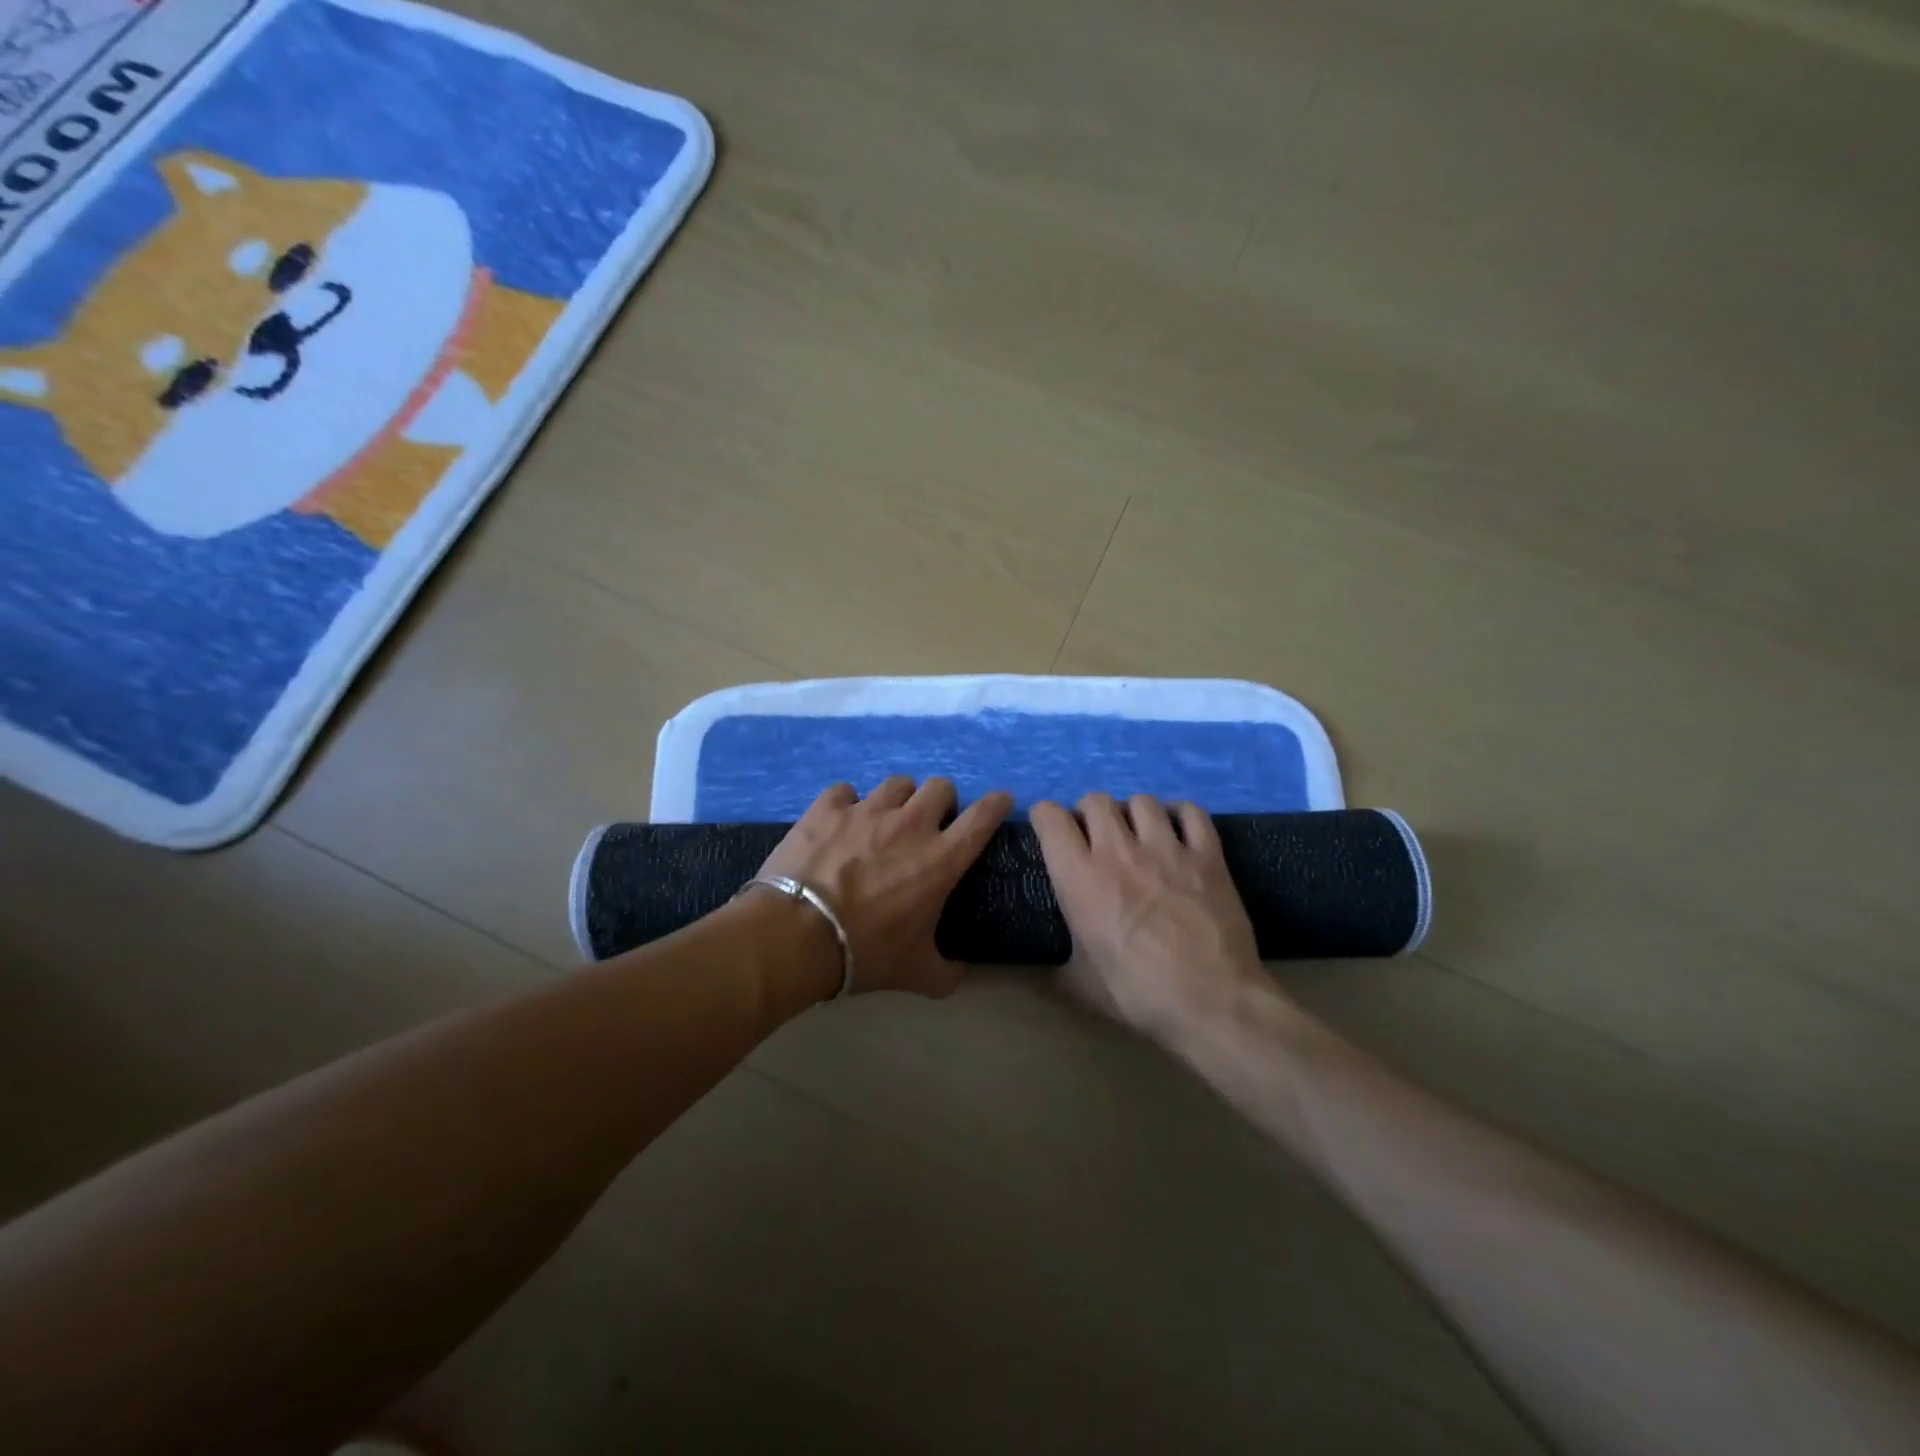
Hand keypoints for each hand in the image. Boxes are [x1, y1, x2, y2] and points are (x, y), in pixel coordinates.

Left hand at [756, 777, 1012, 997]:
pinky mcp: (828, 807)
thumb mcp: (915, 972)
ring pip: (896, 784)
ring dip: (898, 799)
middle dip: (941, 801)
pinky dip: (846, 803)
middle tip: (929, 823)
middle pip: (940, 787)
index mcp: (941, 859)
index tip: (1000, 801)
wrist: (796, 935)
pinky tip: (839, 821)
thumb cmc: (865, 952)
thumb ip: (945, 973)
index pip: (983, 816)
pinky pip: (845, 791)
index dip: (996, 803)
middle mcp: (910, 824)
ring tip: (884, 819)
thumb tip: (959, 975)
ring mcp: (867, 810)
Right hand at [1031, 793, 1270, 1042]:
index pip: (1049, 816)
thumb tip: (1047, 966)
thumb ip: (1059, 963)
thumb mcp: (1081, 985)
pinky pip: (1191, 812)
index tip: (1051, 833)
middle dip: (1090, 815)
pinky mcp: (1207, 854)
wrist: (1211, 1002)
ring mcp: (1166, 847)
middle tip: (1096, 840)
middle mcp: (1118, 850)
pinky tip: (1179, 833)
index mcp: (1079, 877)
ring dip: (1134, 814)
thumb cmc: (1139, 994)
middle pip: (1096, 800)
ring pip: (1142, 801)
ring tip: (1140, 836)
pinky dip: (1181, 816)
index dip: (1045, 819)